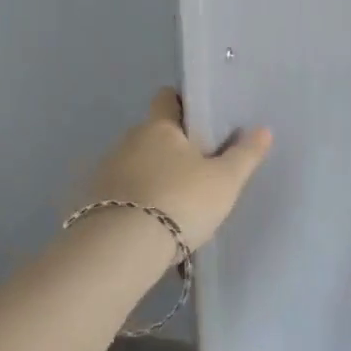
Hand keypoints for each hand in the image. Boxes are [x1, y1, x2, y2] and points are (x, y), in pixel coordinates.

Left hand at [77, 89, 272, 252]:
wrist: (119, 251)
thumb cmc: (180, 202)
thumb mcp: (225, 181)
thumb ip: (245, 154)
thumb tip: (264, 129)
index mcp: (159, 128)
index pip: (166, 99)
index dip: (182, 103)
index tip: (199, 118)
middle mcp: (127, 142)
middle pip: (151, 134)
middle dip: (170, 147)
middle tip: (196, 170)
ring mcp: (103, 173)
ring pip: (133, 165)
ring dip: (149, 176)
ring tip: (172, 203)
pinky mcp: (87, 205)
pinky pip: (117, 194)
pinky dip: (131, 202)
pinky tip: (146, 225)